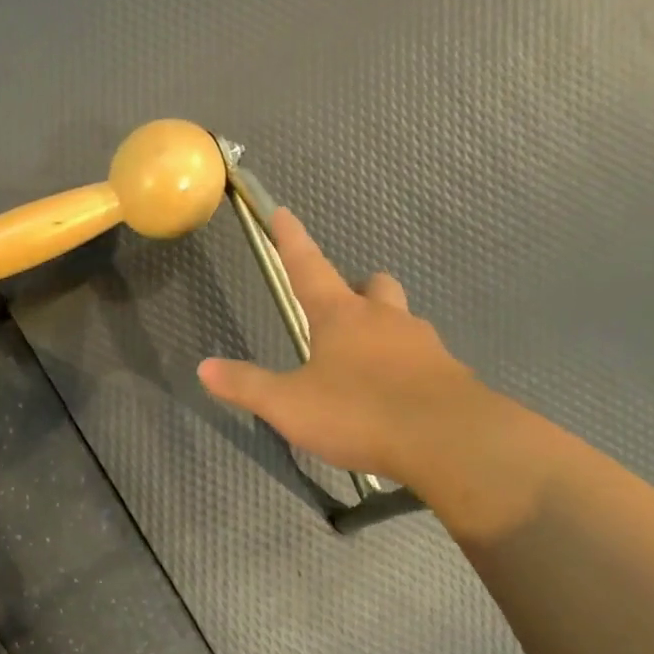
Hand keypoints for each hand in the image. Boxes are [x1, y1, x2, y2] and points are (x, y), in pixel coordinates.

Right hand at [197, 209, 479, 482]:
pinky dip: (404, 366)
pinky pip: (422, 358)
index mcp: (341, 316)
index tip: (283, 213)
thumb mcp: (288, 404)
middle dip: (356, 289)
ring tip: (364, 359)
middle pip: (372, 287)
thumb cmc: (358, 412)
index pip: (309, 268)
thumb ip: (246, 385)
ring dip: (383, 327)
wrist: (449, 440)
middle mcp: (384, 319)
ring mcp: (423, 345)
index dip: (292, 241)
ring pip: (401, 319)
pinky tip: (394, 394)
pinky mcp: (448, 375)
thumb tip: (204, 368)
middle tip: (340, 308)